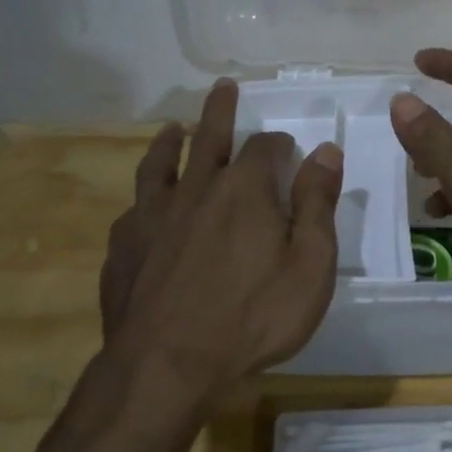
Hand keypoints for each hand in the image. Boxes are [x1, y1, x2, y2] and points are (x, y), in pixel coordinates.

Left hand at [101, 78, 342, 387]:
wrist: (167, 365)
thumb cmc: (253, 317)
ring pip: (161, 164)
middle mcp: (196, 189)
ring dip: (171, 142)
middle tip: (224, 87)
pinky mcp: (124, 247)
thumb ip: (317, 205)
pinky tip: (142, 206)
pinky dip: (143, 199)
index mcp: (244, 189)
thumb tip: (326, 152)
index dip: (279, 144)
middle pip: (209, 137)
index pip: (265, 148)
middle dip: (221, 110)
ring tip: (174, 128)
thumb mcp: (309, 265)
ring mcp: (152, 216)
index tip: (288, 149)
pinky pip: (133, 210)